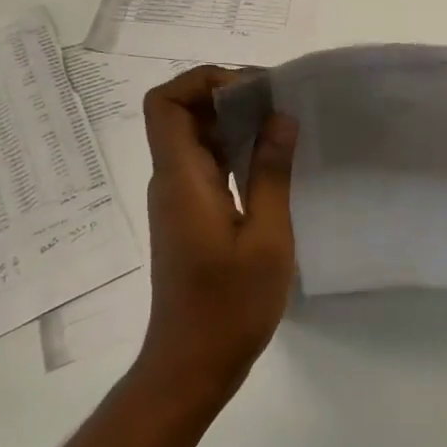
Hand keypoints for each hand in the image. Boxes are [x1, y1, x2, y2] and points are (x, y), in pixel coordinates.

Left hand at [137, 66, 298, 405]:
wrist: (192, 366)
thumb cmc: (230, 305)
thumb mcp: (266, 237)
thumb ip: (270, 172)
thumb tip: (280, 117)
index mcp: (182, 179)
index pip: (165, 103)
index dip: (202, 80)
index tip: (251, 89)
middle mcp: (171, 180)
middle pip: (181, 113)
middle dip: (225, 95)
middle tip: (275, 102)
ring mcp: (178, 199)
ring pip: (194, 137)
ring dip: (232, 122)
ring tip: (281, 126)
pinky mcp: (189, 216)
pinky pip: (205, 163)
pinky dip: (233, 150)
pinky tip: (270, 162)